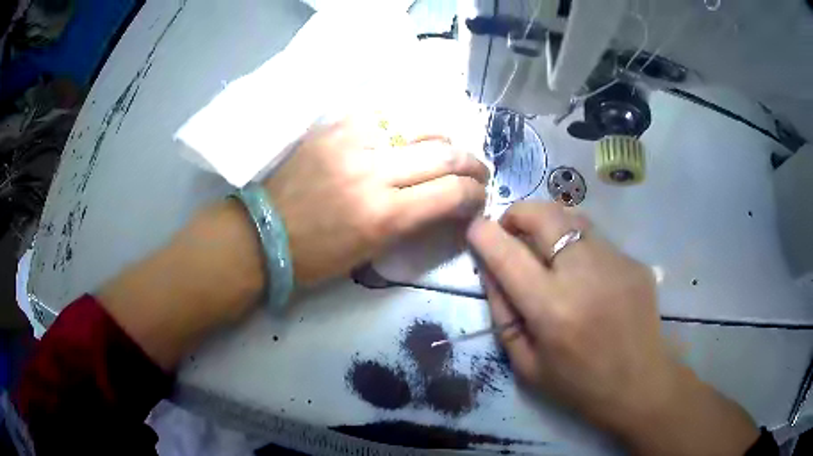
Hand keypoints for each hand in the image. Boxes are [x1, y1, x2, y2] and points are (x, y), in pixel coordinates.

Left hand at [265, 117, 488, 283]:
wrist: (264, 232)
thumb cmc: (317, 256)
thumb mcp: (372, 251)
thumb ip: (414, 222)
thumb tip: (446, 201)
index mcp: (383, 215)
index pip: (452, 193)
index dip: (475, 194)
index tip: (479, 198)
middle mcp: (373, 171)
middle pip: (445, 153)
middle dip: (472, 164)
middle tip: (477, 172)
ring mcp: (352, 141)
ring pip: (420, 124)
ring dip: (445, 138)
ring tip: (448, 150)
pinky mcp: (334, 126)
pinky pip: (385, 114)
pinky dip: (406, 124)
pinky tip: (410, 134)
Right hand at [467, 202, 758, 454]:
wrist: (640, 384)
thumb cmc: (578, 385)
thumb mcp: (527, 364)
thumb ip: (504, 314)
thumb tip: (489, 269)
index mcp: (553, 310)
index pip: (508, 255)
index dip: (485, 234)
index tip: (475, 227)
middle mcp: (584, 276)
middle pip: (544, 216)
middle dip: (518, 213)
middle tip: (511, 230)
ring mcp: (615, 263)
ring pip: (572, 218)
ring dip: (549, 224)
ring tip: (546, 247)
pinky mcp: (634, 262)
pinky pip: (596, 239)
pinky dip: (578, 245)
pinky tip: (585, 273)